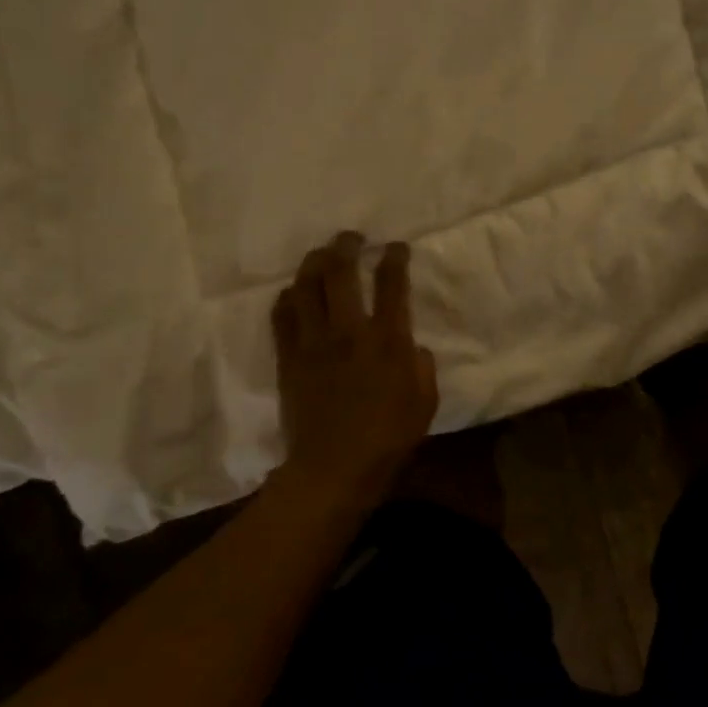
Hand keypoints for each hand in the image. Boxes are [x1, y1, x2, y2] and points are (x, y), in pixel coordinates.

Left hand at [270, 232, 438, 508]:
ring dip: (313, 263)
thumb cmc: (388, 438)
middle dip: (346, 246)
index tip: (395, 247)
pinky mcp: (288, 358)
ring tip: (320, 256)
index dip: (394, 258)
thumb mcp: (426, 402)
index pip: (391, 284)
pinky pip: (282, 316)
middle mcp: (348, 331)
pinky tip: (293, 293)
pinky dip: (287, 298)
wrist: (334, 468)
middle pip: (340, 272)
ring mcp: (313, 343)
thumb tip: (413, 347)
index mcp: (387, 340)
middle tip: (351, 239)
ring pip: (306, 286)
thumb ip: (422, 367)